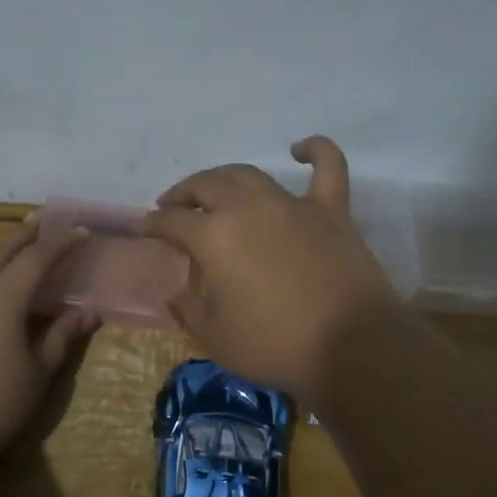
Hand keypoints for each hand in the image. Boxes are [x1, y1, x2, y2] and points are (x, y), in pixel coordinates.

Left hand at [0, 221, 99, 458]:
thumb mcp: (37, 375)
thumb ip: (62, 337)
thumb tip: (89, 312)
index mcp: (3, 296)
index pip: (38, 258)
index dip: (62, 243)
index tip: (80, 231)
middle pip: (0, 250)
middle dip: (24, 236)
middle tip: (41, 224)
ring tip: (3, 245)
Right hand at [144, 136, 401, 403]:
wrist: (351, 346)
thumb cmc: (275, 346)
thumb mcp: (215, 338)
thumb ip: (189, 310)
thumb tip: (176, 293)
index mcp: (214, 237)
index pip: (172, 222)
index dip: (153, 224)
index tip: (145, 228)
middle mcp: (248, 208)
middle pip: (206, 186)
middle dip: (182, 194)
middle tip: (173, 205)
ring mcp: (292, 204)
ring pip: (250, 174)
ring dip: (225, 177)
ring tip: (215, 188)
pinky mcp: (331, 210)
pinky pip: (327, 167)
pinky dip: (315, 151)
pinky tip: (300, 149)